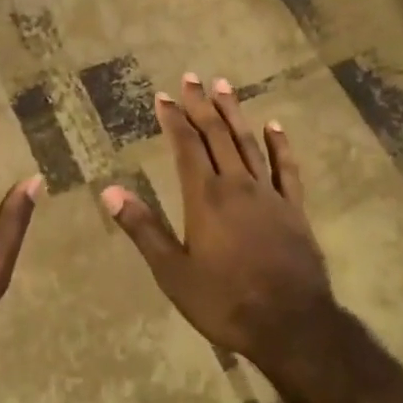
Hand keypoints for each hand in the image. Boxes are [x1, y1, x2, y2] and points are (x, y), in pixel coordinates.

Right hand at [102, 74, 337, 371]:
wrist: (291, 325)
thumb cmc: (225, 301)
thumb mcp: (173, 272)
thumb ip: (143, 228)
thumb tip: (108, 191)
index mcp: (205, 197)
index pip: (186, 146)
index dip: (174, 119)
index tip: (163, 96)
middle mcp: (237, 185)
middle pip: (217, 135)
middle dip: (201, 105)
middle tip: (191, 78)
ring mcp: (269, 194)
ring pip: (249, 143)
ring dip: (234, 113)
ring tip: (224, 86)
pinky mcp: (294, 208)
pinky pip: (287, 168)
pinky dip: (280, 145)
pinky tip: (274, 126)